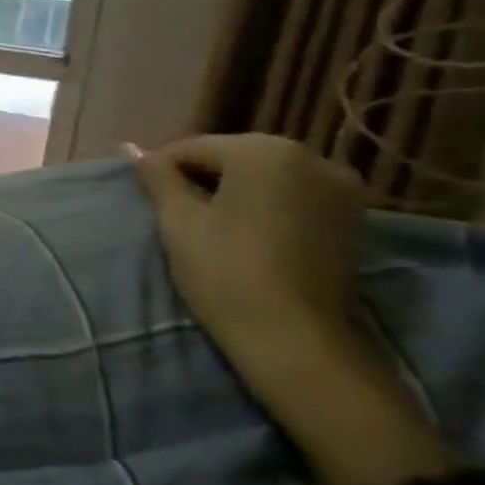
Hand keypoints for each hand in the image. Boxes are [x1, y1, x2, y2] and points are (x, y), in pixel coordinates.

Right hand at [131, 133, 364, 339]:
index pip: (193, 148)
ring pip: (265, 176)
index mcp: (265, 150)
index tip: (149, 200)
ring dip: (234, 191)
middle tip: (176, 212)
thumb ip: (157, 177)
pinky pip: (294, 195)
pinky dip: (267, 205)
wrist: (293, 337)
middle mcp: (312, 157)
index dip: (163, 171)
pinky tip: (248, 232)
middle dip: (202, 178)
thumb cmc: (224, 269)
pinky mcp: (354, 217)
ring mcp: (342, 187)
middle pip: (234, 157)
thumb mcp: (178, 219)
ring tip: (210, 224)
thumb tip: (130, 148)